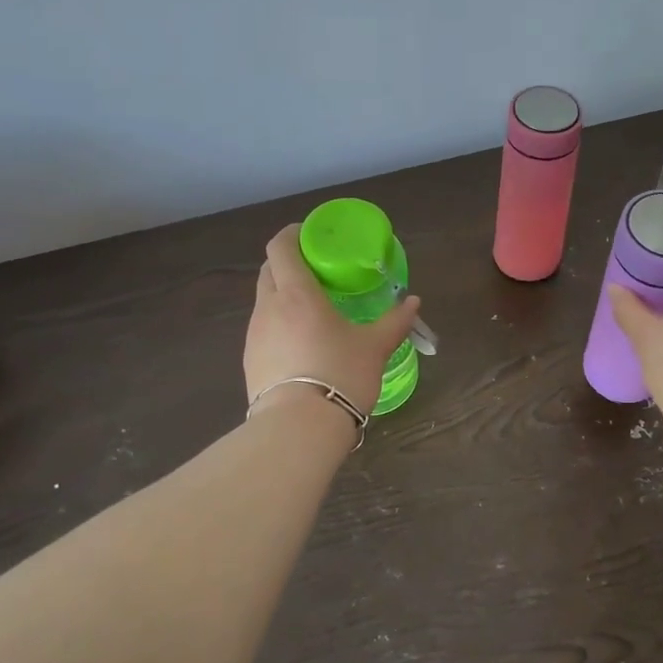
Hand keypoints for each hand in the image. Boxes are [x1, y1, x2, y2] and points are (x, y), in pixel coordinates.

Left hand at [244, 224, 421, 416]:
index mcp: (297, 294)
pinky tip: (301, 343)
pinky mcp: (249, 361)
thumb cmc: (340, 375)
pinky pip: (263, 329)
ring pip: (265, 301)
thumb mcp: (374, 347)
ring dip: (283, 295)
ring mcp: (254, 335)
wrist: (298, 429)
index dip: (292, 234)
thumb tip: (413, 302)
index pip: (281, 247)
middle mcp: (269, 307)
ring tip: (311, 309)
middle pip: (270, 270)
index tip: (311, 234)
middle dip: (289, 263)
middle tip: (317, 271)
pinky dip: (279, 324)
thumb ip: (394, 321)